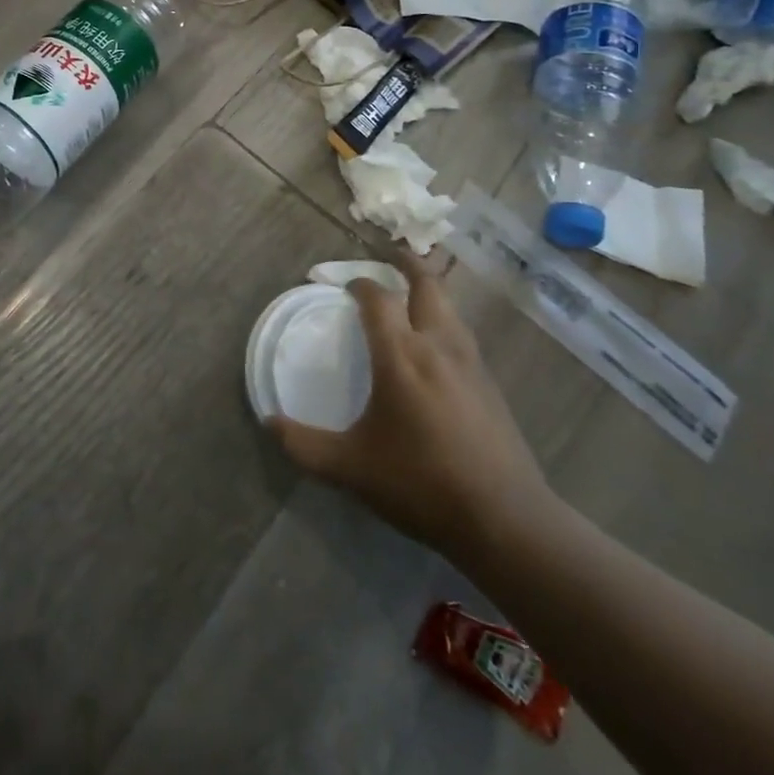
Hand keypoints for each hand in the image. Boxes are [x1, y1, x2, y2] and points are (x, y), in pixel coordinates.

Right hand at [269, 254, 553, 559]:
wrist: (504, 518)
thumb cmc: (420, 483)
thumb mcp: (350, 468)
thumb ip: (304, 445)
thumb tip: (269, 424)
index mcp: (401, 355)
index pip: (377, 298)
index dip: (358, 284)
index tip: (342, 285)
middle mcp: (437, 345)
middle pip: (427, 284)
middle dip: (406, 264)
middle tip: (388, 255)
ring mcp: (470, 362)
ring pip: (450, 306)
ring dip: (429, 290)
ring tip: (410, 293)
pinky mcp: (490, 383)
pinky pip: (462, 333)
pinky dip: (445, 319)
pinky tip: (436, 345)